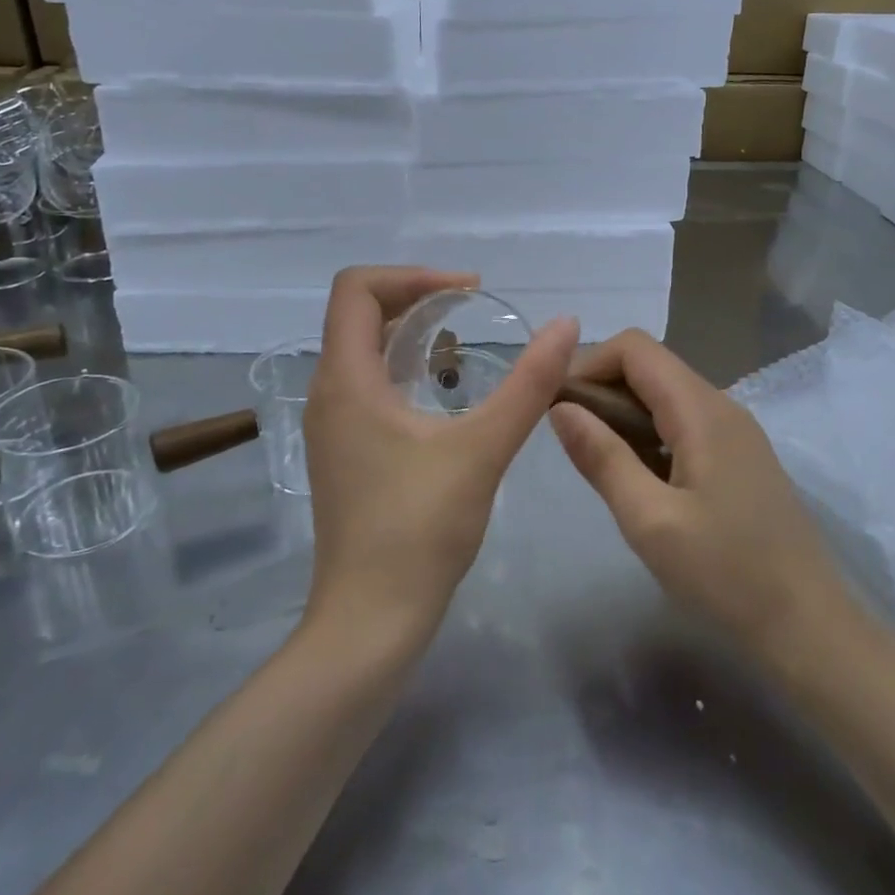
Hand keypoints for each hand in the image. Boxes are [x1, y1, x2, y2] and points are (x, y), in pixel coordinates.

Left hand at [302, 267, 578, 646]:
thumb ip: (528, 384)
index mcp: (347, 380)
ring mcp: (330, 425)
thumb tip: (567, 325)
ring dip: (408, 332)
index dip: (413, 275)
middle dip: (415, 297)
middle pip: (358, 313)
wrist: (370, 619)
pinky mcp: (342, 451)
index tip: (468, 291)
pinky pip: (366, 383)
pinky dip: (402, 367)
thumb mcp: (483, 449)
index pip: (357, 288)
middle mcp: (327, 393)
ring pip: (361, 350)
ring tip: (461, 342)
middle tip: (471, 308)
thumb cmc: (420, 530)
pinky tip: (443, 393)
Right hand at [550, 330, 847, 663]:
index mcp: (702, 410)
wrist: (810, 628)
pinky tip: (637, 477)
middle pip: (650, 367)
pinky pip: (683, 423)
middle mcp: (721, 405)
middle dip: (601, 389)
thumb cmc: (727, 575)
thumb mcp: (651, 521)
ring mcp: (735, 432)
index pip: (635, 348)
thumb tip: (560, 408)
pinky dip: (648, 433)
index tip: (557, 408)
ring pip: (665, 395)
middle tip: (570, 440)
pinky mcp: (739, 458)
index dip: (588, 364)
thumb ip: (603, 458)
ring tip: (596, 461)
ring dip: (623, 414)